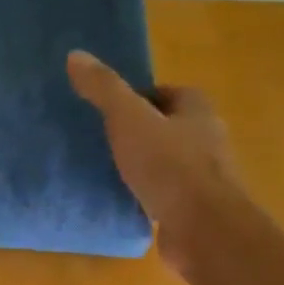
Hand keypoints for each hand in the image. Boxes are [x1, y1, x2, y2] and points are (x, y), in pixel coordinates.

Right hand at [67, 50, 241, 272]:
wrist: (203, 229)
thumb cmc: (169, 166)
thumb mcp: (128, 119)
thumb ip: (104, 89)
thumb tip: (75, 55)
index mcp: (198, 111)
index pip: (171, 93)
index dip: (142, 97)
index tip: (111, 108)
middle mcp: (208, 140)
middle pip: (170, 126)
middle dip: (141, 130)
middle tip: (103, 137)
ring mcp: (204, 177)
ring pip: (168, 161)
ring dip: (144, 164)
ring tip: (107, 169)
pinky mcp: (194, 209)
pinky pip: (165, 193)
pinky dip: (146, 194)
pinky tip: (121, 200)